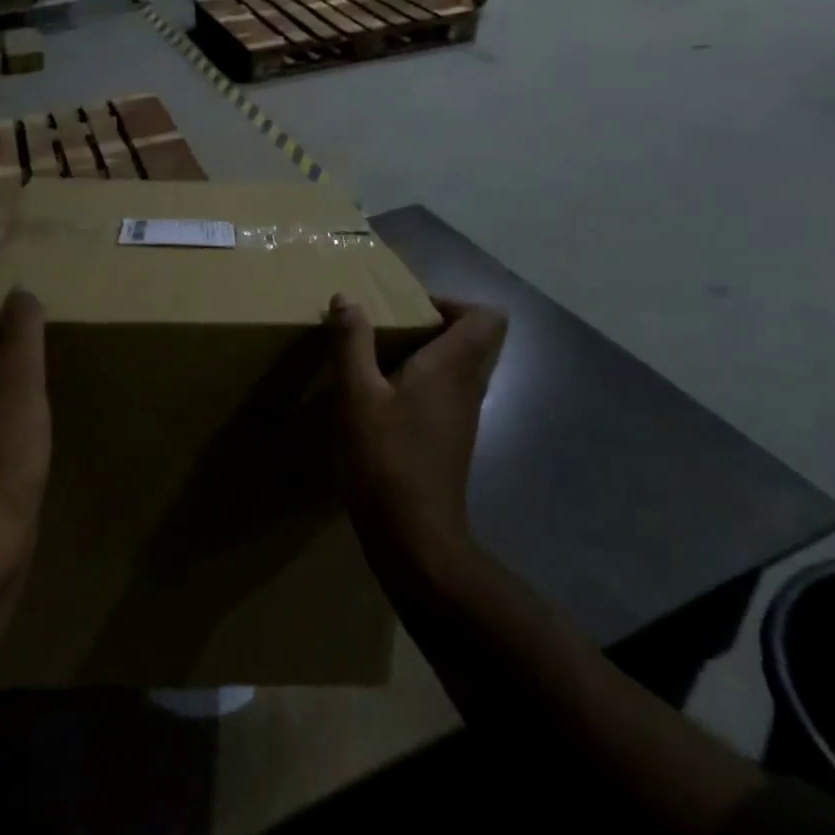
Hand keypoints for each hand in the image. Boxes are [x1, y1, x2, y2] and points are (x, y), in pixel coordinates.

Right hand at [328, 295, 506, 568]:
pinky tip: (381, 401)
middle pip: (475, 339)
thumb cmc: (386, 457)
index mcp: (453, 366)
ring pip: (459, 367)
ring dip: (426, 355)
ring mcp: (463, 416)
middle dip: (434, 325)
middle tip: (389, 330)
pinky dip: (421, 384)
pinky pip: (446, 393)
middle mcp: (468, 386)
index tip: (409, 309)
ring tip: (378, 360)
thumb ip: (352, 343)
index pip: (487, 316)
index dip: (453, 302)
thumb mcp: (356, 394)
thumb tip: (347, 299)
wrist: (414, 535)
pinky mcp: (451, 439)